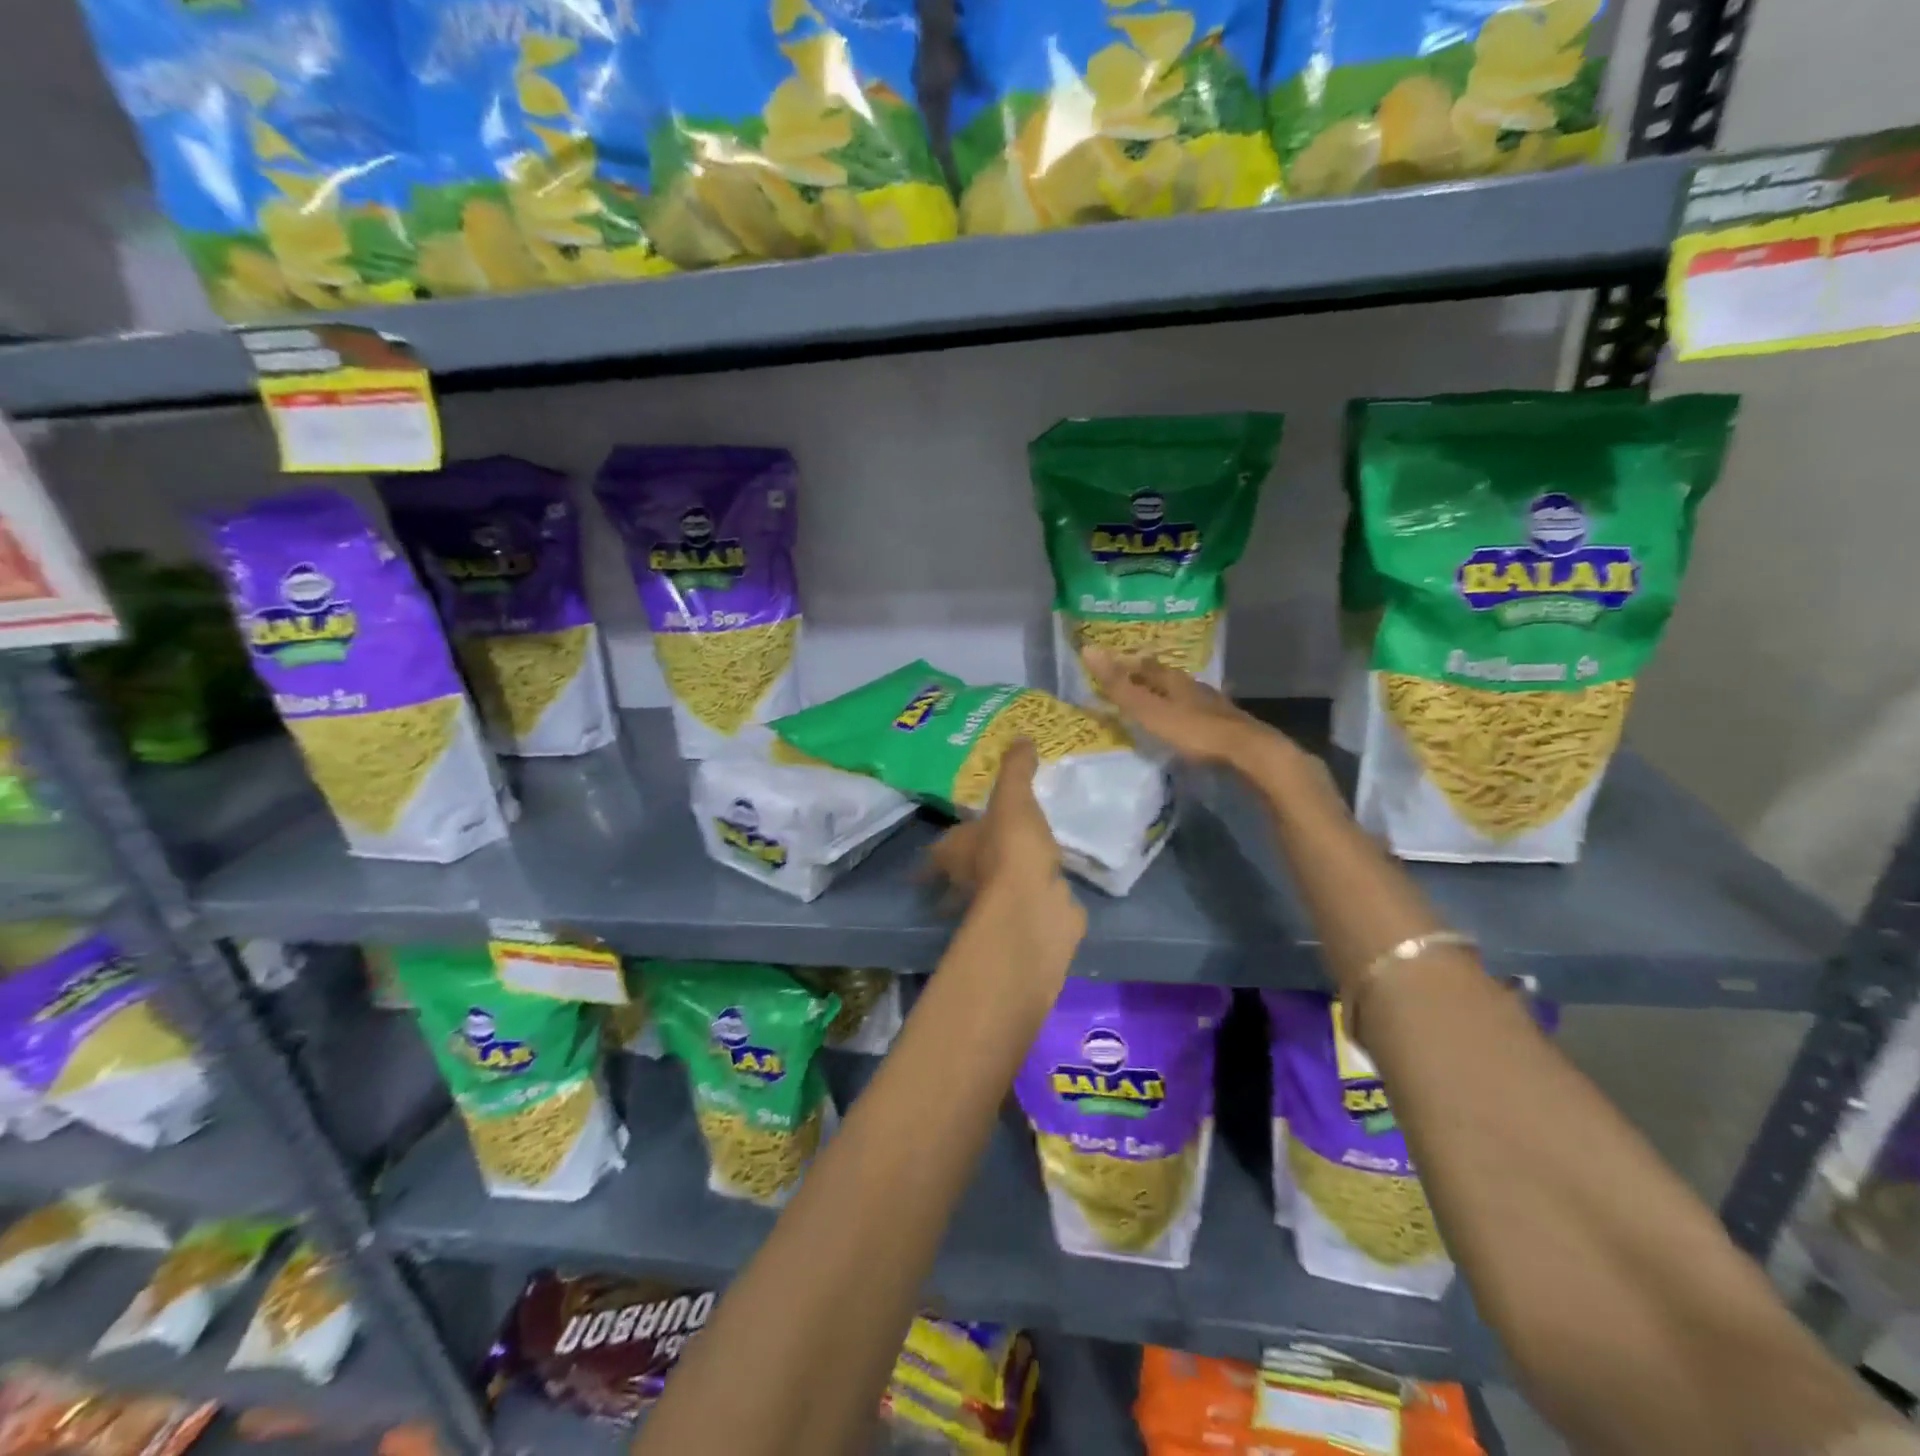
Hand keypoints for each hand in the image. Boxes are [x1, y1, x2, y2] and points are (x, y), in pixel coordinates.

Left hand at [926, 739, 1085, 970]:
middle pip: (955, 881)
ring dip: (991, 890)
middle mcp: (966, 882)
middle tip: (970, 865)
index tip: (928, 860)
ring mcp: (993, 907)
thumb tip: (1021, 737)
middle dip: (959, 876)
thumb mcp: (1012, 798)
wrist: (1034, 905)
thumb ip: (1015, 770)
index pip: (936, 854)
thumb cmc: (1010, 846)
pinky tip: (1042, 890)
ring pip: (984, 898)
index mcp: (955, 852)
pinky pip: (1021, 908)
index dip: (932, 857)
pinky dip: (1028, 900)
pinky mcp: (1022, 922)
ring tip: (1009, 876)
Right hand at [1082, 647, 1288, 769]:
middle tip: (1132, 680)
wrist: (1246, 751)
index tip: (1111, 664)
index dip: (1128, 663)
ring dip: (1171, 694)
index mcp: (1174, 680)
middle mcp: (1194, 687)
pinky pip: (1201, 712)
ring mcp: (1214, 705)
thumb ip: (1119, 685)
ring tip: (1157, 699)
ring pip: (1186, 693)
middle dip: (1149, 677)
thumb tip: (1088, 649)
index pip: (1146, 665)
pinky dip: (1188, 712)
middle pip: (1168, 677)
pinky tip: (1189, 720)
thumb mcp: (1148, 710)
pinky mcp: (1226, 724)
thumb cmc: (1193, 730)